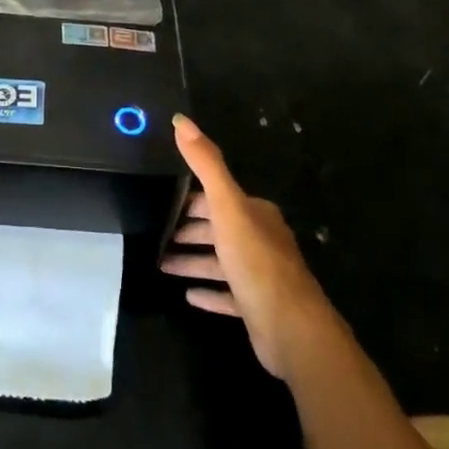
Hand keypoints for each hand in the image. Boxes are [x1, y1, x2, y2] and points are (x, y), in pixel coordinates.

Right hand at [161, 113, 337, 379]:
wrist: (292, 329)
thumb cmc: (256, 262)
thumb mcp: (227, 206)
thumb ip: (206, 164)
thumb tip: (181, 120)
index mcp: (255, 213)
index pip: (217, 198)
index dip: (190, 200)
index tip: (162, 204)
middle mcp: (260, 239)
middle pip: (218, 229)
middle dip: (189, 230)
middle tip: (156, 235)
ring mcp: (261, 275)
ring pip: (220, 262)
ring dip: (193, 261)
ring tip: (161, 264)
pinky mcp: (258, 307)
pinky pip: (228, 295)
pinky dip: (209, 292)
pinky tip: (189, 296)